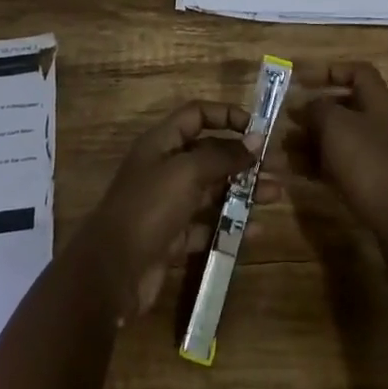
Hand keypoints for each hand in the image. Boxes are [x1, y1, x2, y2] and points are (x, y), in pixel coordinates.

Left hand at [76, 101, 277, 321]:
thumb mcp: (187, 172)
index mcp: (162, 143)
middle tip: (277, 168)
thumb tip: (256, 140)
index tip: (257, 128)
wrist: (110, 274)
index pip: (197, 115)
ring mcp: (168, 205)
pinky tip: (255, 230)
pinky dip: (230, 226)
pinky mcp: (172, 239)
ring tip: (275, 196)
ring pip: (212, 191)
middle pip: (210, 155)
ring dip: (244, 192)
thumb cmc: (148, 208)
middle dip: (243, 160)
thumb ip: (223, 155)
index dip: (226, 116)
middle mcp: (165, 168)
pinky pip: (207, 225)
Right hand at [285, 61, 387, 241]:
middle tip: (286, 116)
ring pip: (338, 137)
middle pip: (344, 106)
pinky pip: (339, 163)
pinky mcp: (370, 180)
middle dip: (313, 111)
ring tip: (283, 146)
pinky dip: (317, 163)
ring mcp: (376, 153)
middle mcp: (379, 123)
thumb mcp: (335, 125)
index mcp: (378, 101)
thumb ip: (317, 107)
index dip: (331, 71)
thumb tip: (308, 105)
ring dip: (310, 139)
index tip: (303, 80)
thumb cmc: (366, 160)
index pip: (358, 72)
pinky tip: (295, 169)